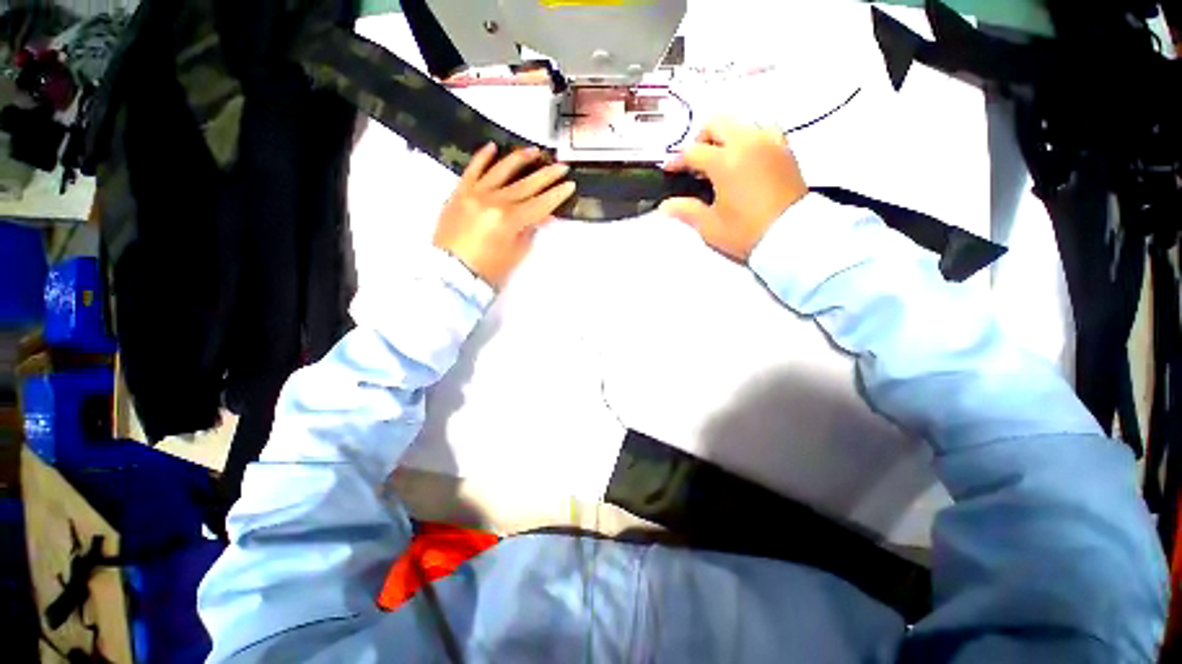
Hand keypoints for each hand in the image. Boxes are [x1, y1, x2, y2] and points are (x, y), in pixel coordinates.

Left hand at [434, 143, 575, 288]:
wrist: (452, 273)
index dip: (557, 195)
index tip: (570, 185)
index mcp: (509, 220)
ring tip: (535, 150)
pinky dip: (483, 157)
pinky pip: (472, 169)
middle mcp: (494, 201)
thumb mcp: (516, 253)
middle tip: (562, 166)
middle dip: (547, 175)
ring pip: (501, 170)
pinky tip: (493, 147)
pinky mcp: (459, 192)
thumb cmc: (488, 269)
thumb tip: (545, 216)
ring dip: (520, 159)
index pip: (540, 204)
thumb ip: (531, 230)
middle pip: (526, 185)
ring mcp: (475, 193)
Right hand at [660, 117, 807, 261]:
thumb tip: (665, 206)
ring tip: (721, 161)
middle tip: (696, 162)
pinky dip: (749, 139)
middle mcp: (748, 142)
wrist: (792, 236)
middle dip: (701, 138)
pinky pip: (763, 131)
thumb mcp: (711, 226)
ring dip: (726, 137)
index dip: (677, 160)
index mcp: (726, 161)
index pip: (693, 151)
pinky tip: (746, 159)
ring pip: (741, 123)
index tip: (669, 170)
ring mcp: (770, 142)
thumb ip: (686, 210)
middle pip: (718, 122)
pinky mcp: (785, 148)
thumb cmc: (746, 232)